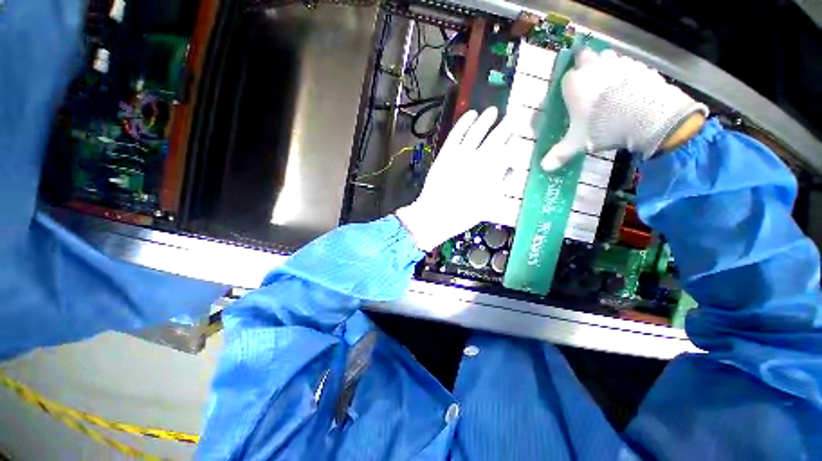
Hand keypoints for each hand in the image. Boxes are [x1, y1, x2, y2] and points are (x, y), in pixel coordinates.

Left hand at [396, 108, 513, 250]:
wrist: (436, 214)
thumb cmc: (463, 214)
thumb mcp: (488, 204)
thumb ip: (501, 184)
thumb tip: (511, 169)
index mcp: (491, 172)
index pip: (508, 150)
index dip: (514, 141)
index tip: (518, 134)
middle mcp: (479, 159)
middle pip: (495, 138)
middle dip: (505, 126)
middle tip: (512, 118)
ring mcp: (461, 154)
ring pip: (476, 131)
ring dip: (486, 120)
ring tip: (492, 111)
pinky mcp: (446, 153)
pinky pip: (456, 133)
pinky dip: (464, 122)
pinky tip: (471, 114)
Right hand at [542, 48, 708, 170]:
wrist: (645, 116)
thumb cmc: (601, 126)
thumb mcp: (577, 143)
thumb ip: (560, 153)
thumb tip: (544, 167)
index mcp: (574, 84)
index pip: (566, 78)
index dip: (569, 86)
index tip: (572, 96)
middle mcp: (593, 67)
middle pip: (586, 57)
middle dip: (587, 64)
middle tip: (591, 81)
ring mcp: (618, 63)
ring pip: (609, 57)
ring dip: (608, 66)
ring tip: (611, 86)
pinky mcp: (640, 66)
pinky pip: (630, 66)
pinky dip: (629, 74)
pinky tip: (631, 89)